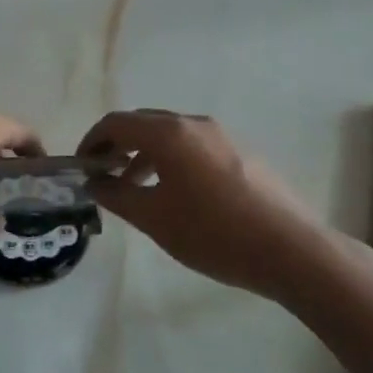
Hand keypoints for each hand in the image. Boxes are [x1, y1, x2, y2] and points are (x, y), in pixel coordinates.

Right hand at [79, 110, 332, 301]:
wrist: (292, 251)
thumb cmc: (214, 233)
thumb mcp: (154, 218)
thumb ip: (117, 195)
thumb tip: (94, 181)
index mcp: (169, 133)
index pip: (117, 122)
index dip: (92, 141)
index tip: (81, 166)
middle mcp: (194, 124)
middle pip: (144, 123)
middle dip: (118, 145)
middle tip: (103, 175)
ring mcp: (223, 137)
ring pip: (171, 135)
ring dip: (145, 154)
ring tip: (136, 188)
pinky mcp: (242, 154)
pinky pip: (194, 146)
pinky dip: (172, 160)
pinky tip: (176, 195)